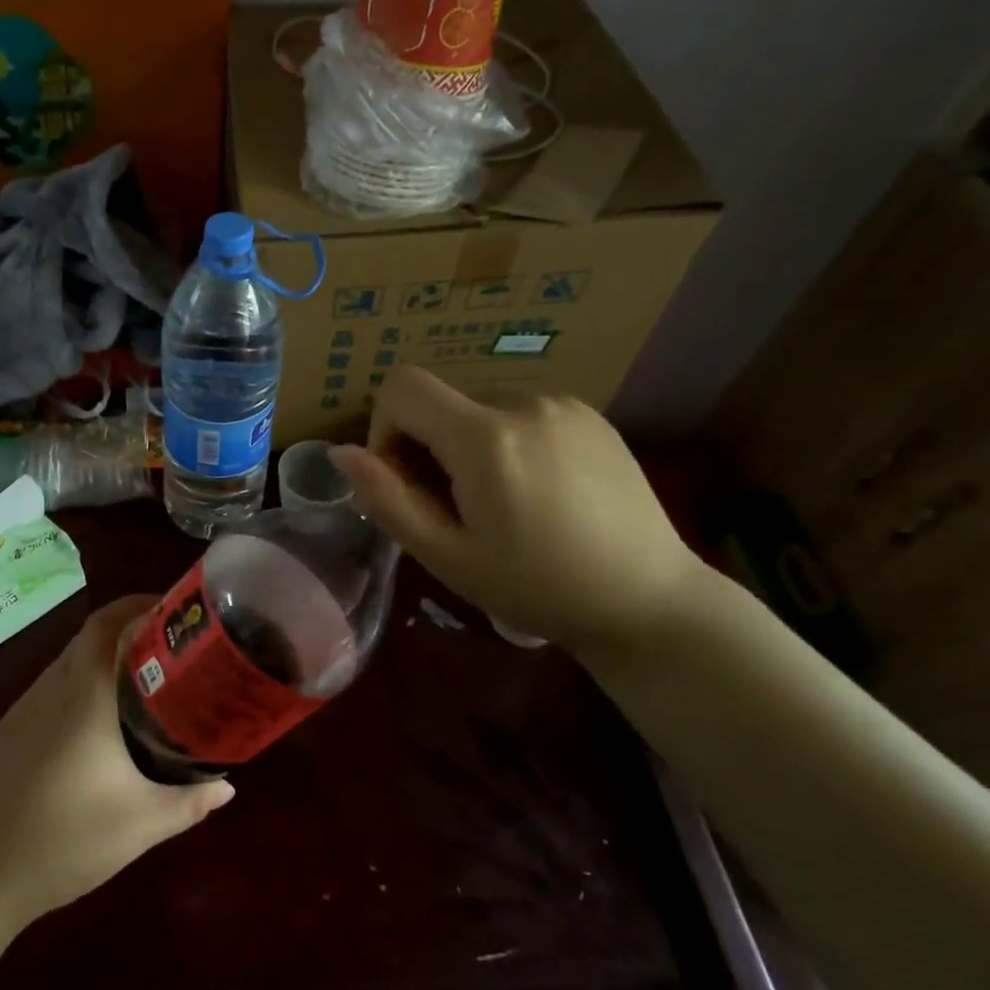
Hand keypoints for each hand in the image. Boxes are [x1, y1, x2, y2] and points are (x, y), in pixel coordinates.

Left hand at [0, 596, 233, 931]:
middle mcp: (50, 688)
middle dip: (127, 631)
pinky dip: (78, 688)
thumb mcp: (141, 824)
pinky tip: (94, 729)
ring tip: (139, 685)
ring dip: (100, 661)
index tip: (170, 609)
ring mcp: (22, 710)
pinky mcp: (6, 733)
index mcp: (82, 694)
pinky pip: (49, 692)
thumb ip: (190, 801)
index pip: (106, 623)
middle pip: (88, 638)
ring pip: (67, 664)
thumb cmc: (66, 839)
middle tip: (168, 650)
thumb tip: (227, 786)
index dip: (136, 604)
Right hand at [325, 367, 703, 648]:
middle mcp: (523, 401)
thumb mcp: (445, 555)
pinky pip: (521, 413)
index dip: (384, 430)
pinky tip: (537, 492)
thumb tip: (341, 453)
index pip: (401, 388)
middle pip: (440, 401)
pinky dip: (507, 442)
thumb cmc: (535, 587)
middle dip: (427, 446)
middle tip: (454, 509)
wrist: (648, 600)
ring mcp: (563, 404)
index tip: (405, 482)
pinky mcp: (591, 415)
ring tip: (500, 504)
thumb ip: (385, 499)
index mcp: (484, 436)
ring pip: (479, 408)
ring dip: (467, 446)